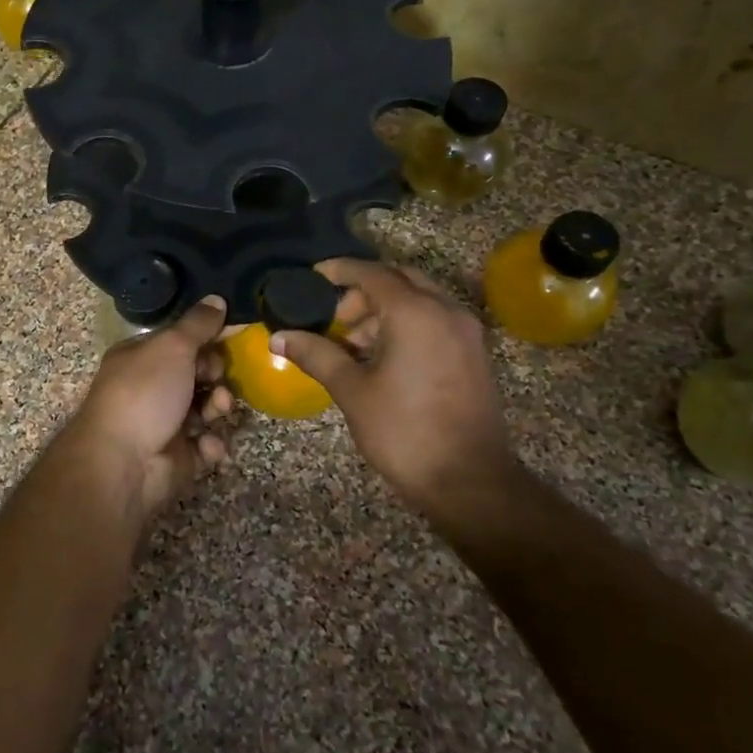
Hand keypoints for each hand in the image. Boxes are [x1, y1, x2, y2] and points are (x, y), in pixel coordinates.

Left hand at [63, 296, 233, 523]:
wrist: (123, 462)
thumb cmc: (144, 393)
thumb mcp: (172, 347)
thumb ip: (198, 324)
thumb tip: (217, 298)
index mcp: (140, 357)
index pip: (180, 342)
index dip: (206, 340)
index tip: (229, 339)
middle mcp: (150, 388)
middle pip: (196, 375)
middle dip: (215, 376)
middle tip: (217, 379)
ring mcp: (164, 423)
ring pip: (205, 409)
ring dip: (218, 407)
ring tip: (218, 411)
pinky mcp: (177, 457)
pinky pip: (204, 445)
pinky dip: (210, 445)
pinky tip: (207, 445)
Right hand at [272, 259, 512, 520]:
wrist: (470, 482)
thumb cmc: (404, 431)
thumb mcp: (352, 391)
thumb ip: (316, 355)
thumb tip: (279, 337)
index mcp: (415, 313)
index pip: (372, 274)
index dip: (340, 270)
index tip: (313, 276)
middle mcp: (445, 311)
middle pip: (399, 280)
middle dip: (363, 291)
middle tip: (334, 317)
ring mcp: (465, 333)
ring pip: (419, 301)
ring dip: (384, 311)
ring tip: (352, 345)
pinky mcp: (473, 355)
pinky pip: (434, 321)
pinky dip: (406, 325)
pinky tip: (382, 359)